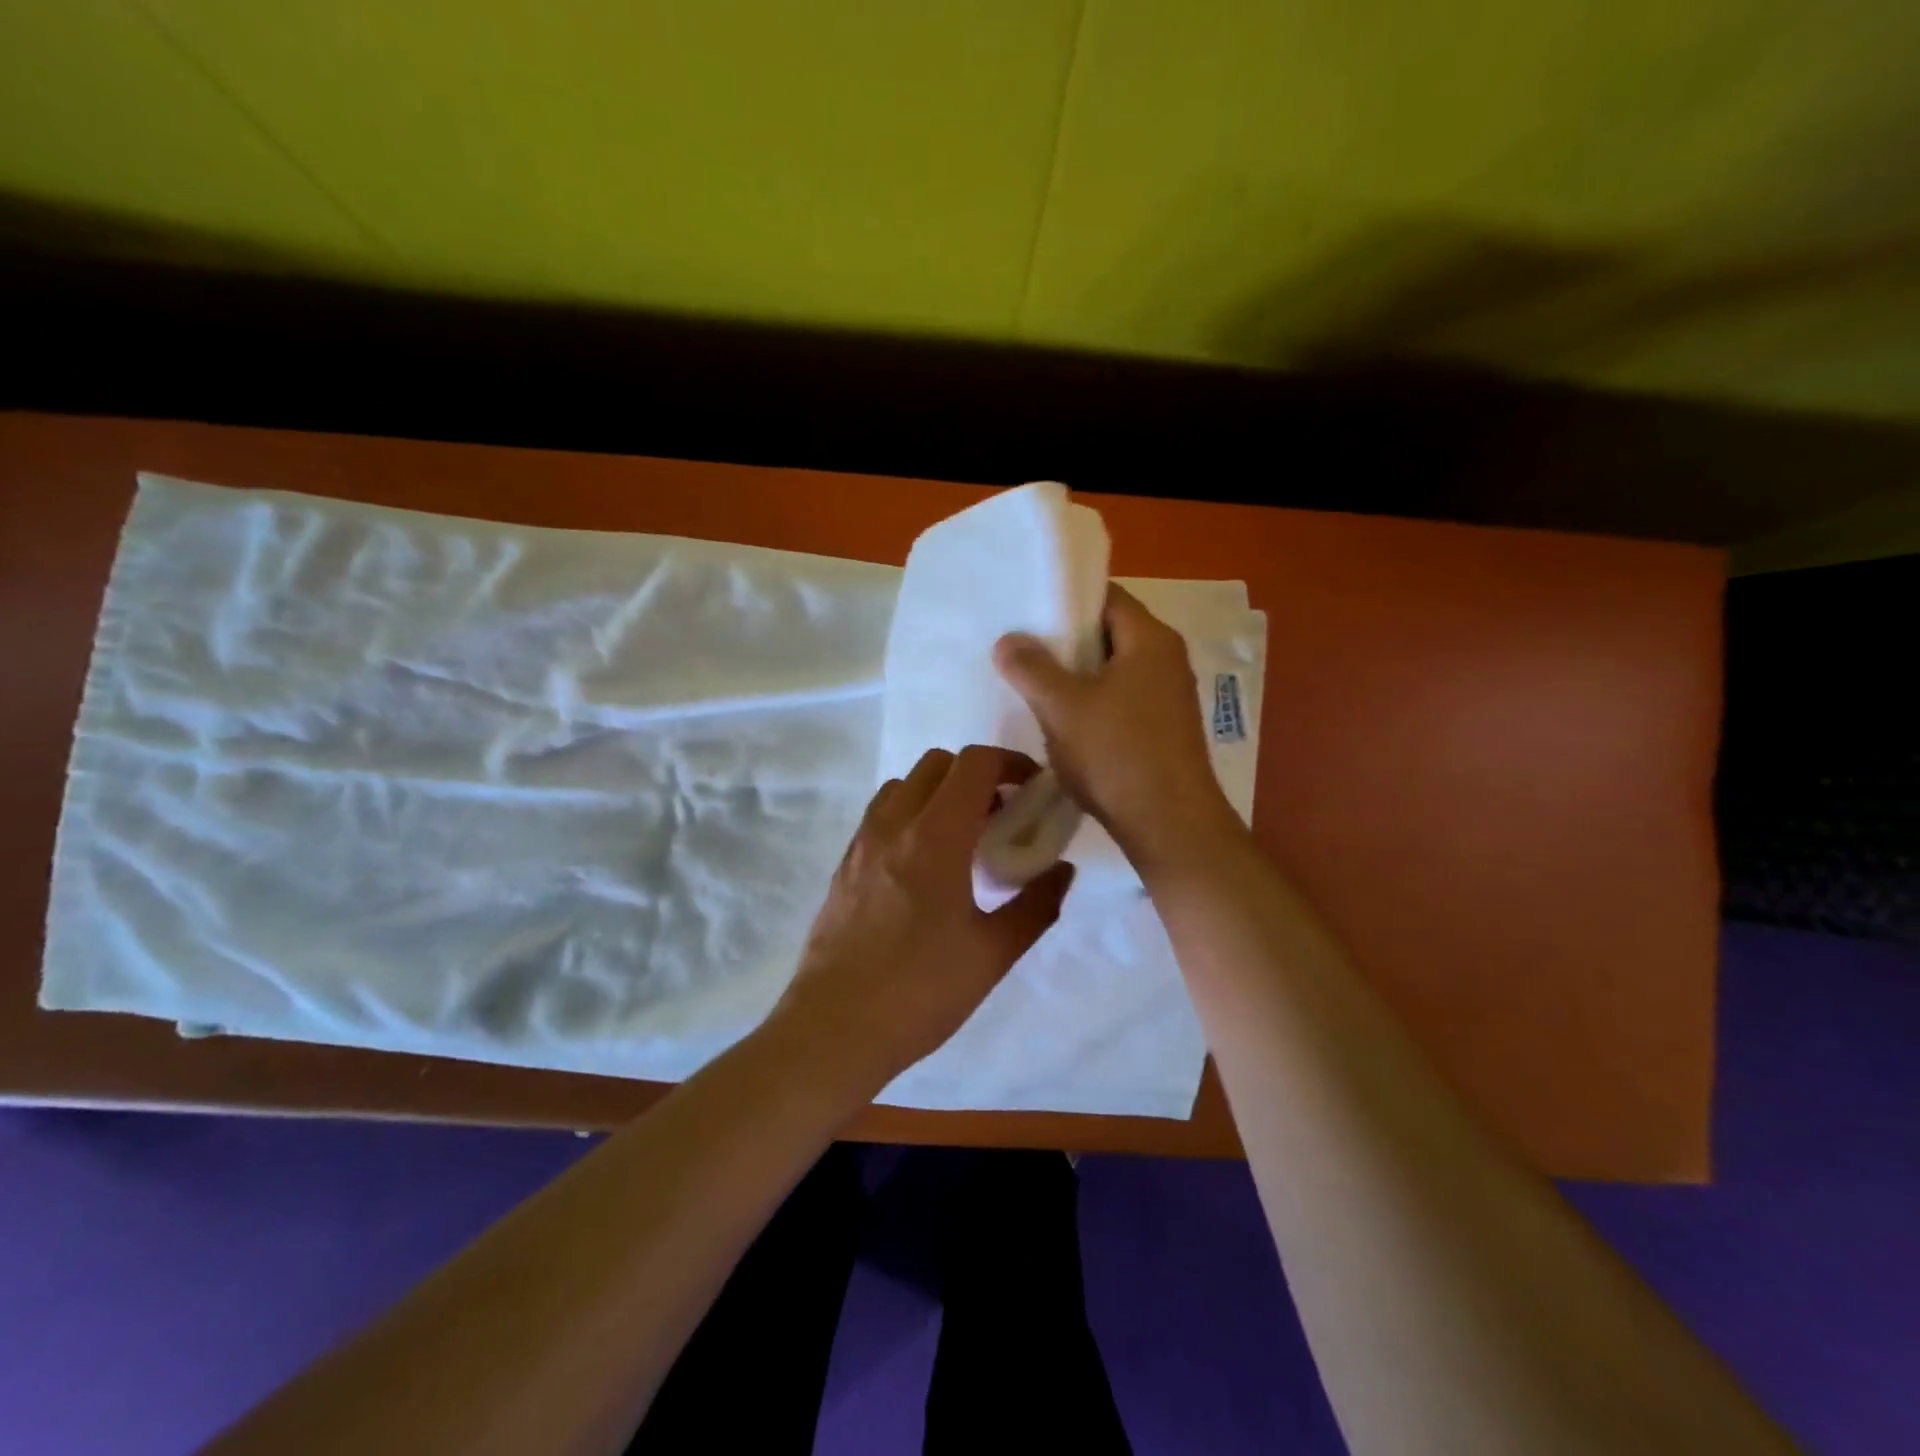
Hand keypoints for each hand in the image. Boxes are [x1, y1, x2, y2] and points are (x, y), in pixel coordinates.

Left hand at [769, 746, 1075, 1094]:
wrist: (834, 1030)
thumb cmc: (920, 992)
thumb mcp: (992, 954)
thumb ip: (1036, 905)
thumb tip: (1062, 870)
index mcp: (935, 837)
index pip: (974, 764)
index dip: (1010, 763)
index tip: (1031, 790)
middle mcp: (893, 825)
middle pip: (937, 764)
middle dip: (976, 775)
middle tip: (1000, 816)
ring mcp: (861, 843)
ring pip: (903, 786)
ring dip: (938, 793)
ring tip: (961, 838)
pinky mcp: (843, 865)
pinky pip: (880, 815)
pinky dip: (909, 815)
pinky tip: (923, 866)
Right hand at [994, 584, 1238, 872]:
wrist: (1170, 825)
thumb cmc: (1117, 754)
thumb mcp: (1062, 707)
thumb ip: (1031, 668)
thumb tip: (1007, 640)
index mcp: (1150, 639)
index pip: (1106, 596)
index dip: (1066, 599)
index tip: (1028, 612)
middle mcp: (1167, 659)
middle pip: (1110, 633)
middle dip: (1066, 641)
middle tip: (1023, 648)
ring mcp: (1169, 696)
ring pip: (1114, 670)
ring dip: (1078, 676)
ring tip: (1035, 684)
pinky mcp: (1165, 728)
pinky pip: (1123, 700)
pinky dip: (1094, 702)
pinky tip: (1065, 722)